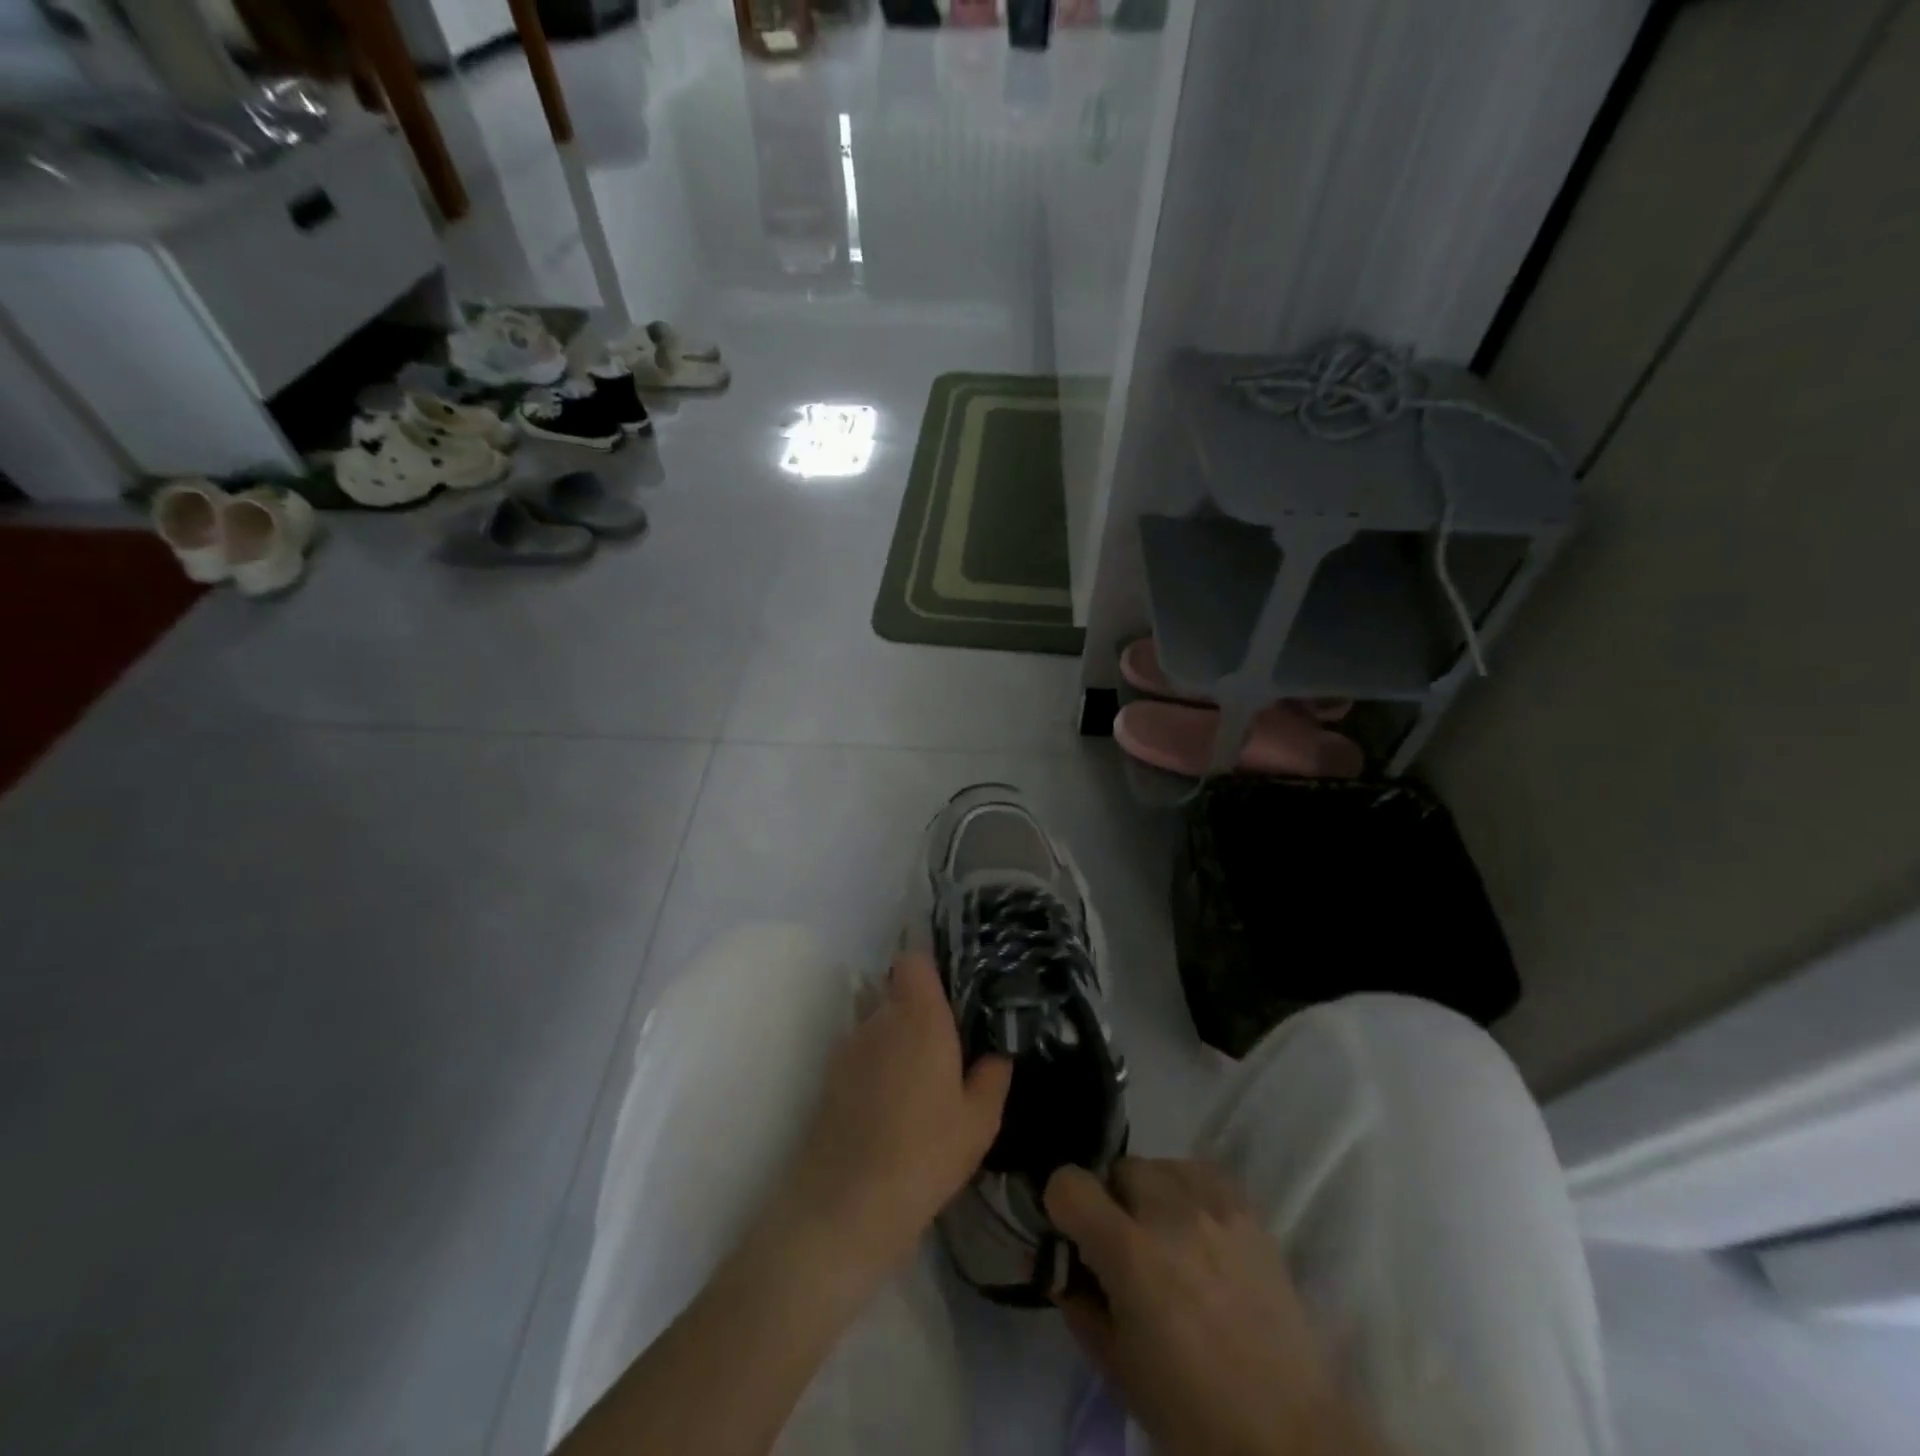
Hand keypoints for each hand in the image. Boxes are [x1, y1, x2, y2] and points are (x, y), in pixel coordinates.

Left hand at [779, 952, 1011, 1278]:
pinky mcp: (832, 1077)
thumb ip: (993, 1076)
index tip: (955, 996)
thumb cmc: (925, 1152)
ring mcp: (850, 1046)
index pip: (914, 960)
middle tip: (949, 1046)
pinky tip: (894, 1106)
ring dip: (899, 1040)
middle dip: (921, 1010)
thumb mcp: (979, 1121)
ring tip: (922, 1082)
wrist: (847, 1204)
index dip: (932, 970)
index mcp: (919, 1016)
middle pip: (898, 991)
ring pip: (880, 1024)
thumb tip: (997, 1054)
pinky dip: (879, 1066)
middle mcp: (880, 1019)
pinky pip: (863, 1053)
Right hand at [1046, 1159, 1386, 1455]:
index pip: (1070, 1183)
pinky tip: (1197, 1233)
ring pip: (1159, 1165)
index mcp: (1130, 1253)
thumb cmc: (1190, 1415)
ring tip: (1166, 1241)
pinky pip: (1200, 1174)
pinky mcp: (1248, 1210)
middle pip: (1118, 1168)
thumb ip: (1077, 1302)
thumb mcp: (1114, 1366)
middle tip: (1124, 1249)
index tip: (1071, 1234)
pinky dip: (1187, 1192)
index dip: (1061, 1205)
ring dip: (1150, 1195)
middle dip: (1111, 1202)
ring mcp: (1214, 1206)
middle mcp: (1170, 1212)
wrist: (1289, 1437)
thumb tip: (1057, 1265)